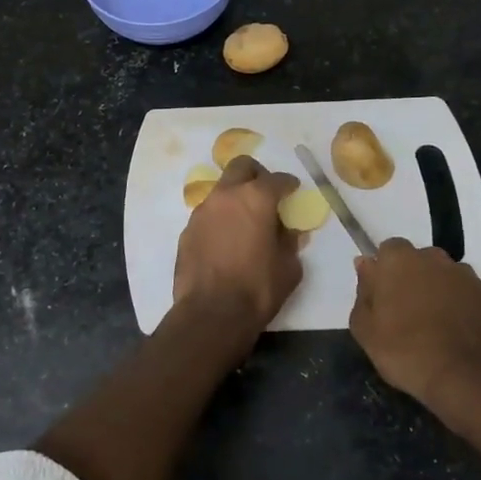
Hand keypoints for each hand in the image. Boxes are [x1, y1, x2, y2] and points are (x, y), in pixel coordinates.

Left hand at [169, 156, 301, 350]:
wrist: (211, 313)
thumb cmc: (258, 288)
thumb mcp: (289, 267)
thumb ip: (290, 242)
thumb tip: (288, 231)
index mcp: (256, 199)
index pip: (276, 179)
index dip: (287, 183)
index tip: (293, 189)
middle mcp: (226, 196)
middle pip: (241, 167)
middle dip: (256, 174)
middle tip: (266, 191)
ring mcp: (202, 211)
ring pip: (222, 189)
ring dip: (235, 196)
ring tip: (245, 219)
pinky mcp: (187, 230)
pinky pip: (208, 214)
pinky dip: (220, 218)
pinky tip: (226, 239)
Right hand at [351, 239, 480, 409]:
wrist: (467, 378)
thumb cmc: (406, 352)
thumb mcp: (365, 330)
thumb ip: (363, 292)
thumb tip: (365, 265)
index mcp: (399, 259)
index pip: (389, 250)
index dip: (386, 272)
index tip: (384, 297)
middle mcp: (435, 258)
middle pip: (420, 260)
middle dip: (415, 279)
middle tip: (409, 313)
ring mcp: (467, 275)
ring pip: (448, 276)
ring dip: (442, 292)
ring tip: (439, 326)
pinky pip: (473, 295)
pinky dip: (468, 307)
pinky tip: (463, 333)